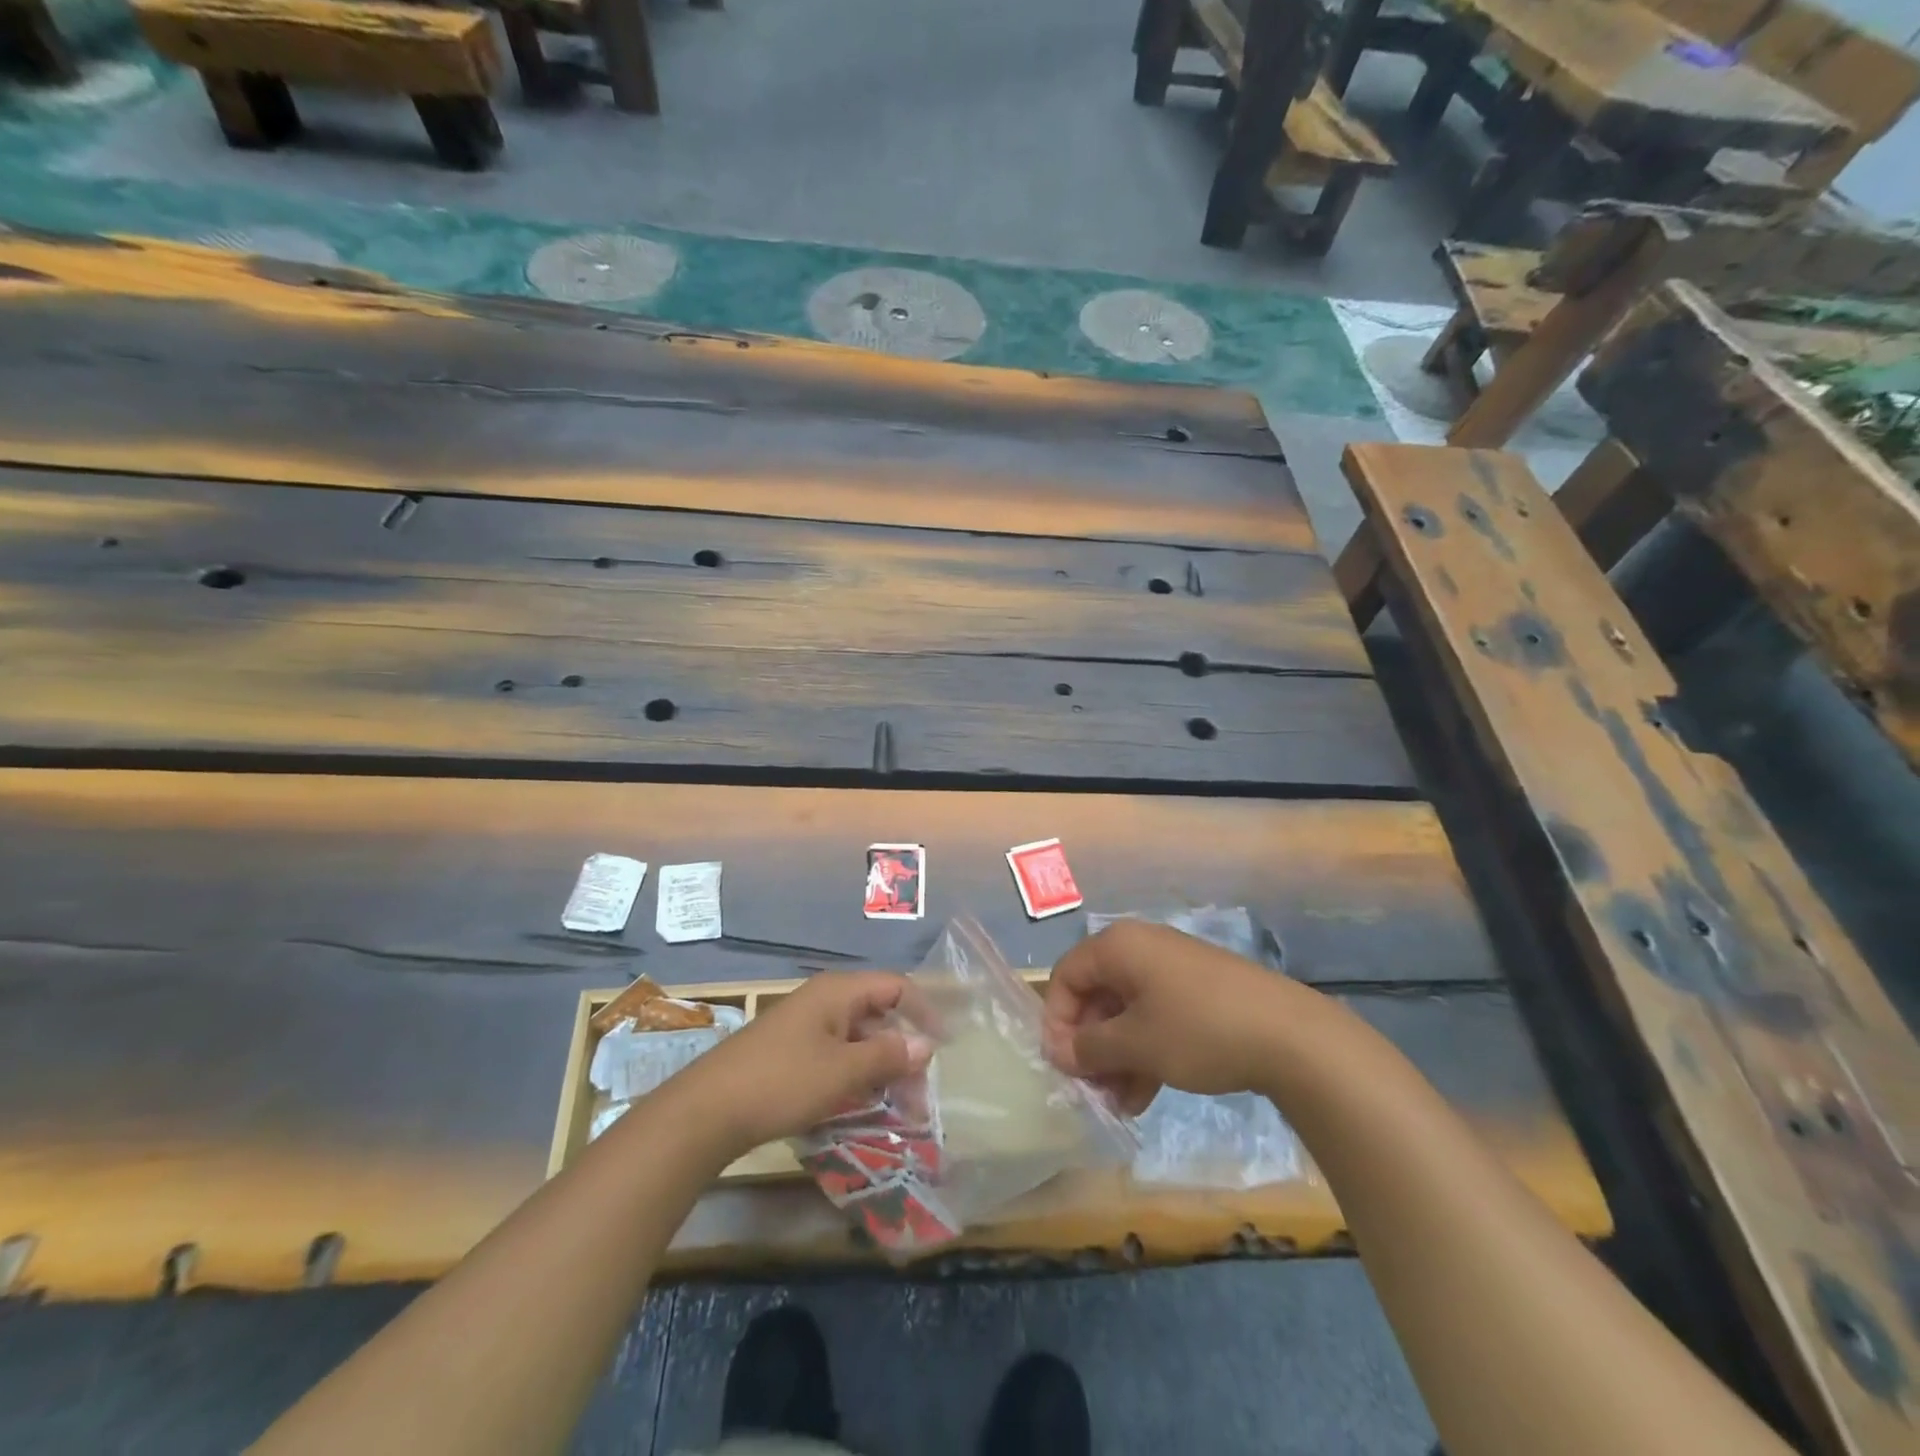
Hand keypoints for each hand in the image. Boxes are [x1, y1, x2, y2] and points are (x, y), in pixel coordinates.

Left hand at [675, 971, 933, 1154]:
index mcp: (838, 991)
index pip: (896, 987)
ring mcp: (803, 1026)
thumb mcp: (843, 1071)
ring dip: (880, 1069)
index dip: (924, 1012)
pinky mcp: (788, 1052)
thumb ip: (888, 1056)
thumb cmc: (782, 1082)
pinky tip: (859, 1106)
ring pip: (856, 1039)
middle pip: (877, 1015)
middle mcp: (823, 1000)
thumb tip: (926, 1044)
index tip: (945, 1046)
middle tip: (920, 1095)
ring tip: (897, 1109)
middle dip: (903, 1052)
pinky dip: (854, 1076)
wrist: (706, 1111)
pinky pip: (835, 1055)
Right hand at [1041, 920, 1300, 1114]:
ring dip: (1116, 1057)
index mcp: (1119, 947)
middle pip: (1096, 995)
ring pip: (1126, 1011)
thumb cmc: (1198, 1030)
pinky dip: (1144, 1051)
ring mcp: (1172, 970)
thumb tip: (1058, 1051)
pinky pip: (1155, 1017)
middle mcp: (1141, 948)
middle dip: (1089, 1046)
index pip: (1066, 976)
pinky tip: (1145, 1096)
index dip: (1056, 1021)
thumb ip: (1088, 1047)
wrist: (1291, 1035)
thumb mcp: (1135, 1044)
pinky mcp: (1198, 992)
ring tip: (1119, 1103)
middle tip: (1091, 1089)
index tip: (1063, 1065)